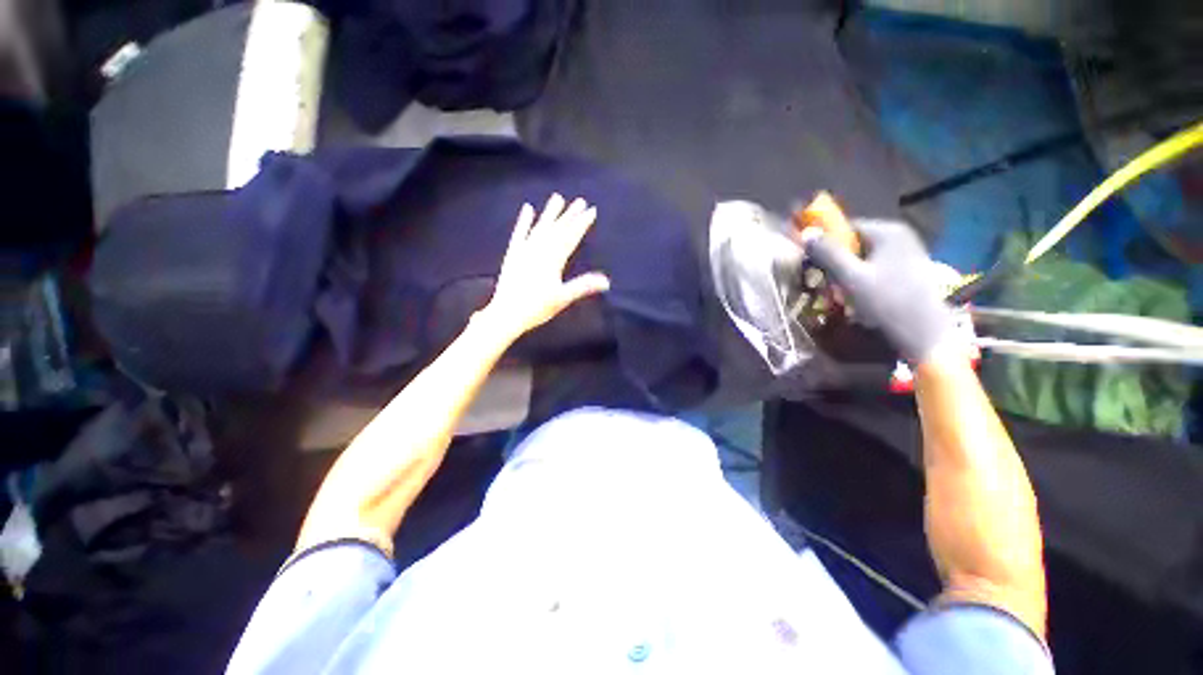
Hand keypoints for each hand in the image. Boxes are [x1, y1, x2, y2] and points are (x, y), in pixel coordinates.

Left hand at [478, 193, 610, 342]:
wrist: (506, 314)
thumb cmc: (536, 308)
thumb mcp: (562, 298)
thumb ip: (583, 286)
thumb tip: (606, 281)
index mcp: (552, 260)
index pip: (570, 237)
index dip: (582, 223)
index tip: (591, 210)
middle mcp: (539, 251)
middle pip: (557, 229)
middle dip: (570, 215)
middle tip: (580, 201)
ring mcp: (524, 251)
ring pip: (540, 227)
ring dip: (550, 213)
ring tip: (557, 198)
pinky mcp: (513, 254)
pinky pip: (519, 234)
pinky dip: (524, 222)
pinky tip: (527, 209)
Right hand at [805, 218, 956, 363]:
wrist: (926, 336)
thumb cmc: (887, 303)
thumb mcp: (851, 278)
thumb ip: (828, 254)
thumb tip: (806, 233)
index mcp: (888, 232)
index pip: (845, 228)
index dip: (825, 245)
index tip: (813, 266)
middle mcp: (900, 236)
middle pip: (854, 243)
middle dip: (835, 262)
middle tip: (825, 284)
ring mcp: (907, 254)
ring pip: (863, 258)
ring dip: (846, 273)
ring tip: (839, 294)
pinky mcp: (909, 271)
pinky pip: (875, 269)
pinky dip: (861, 280)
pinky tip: (858, 298)